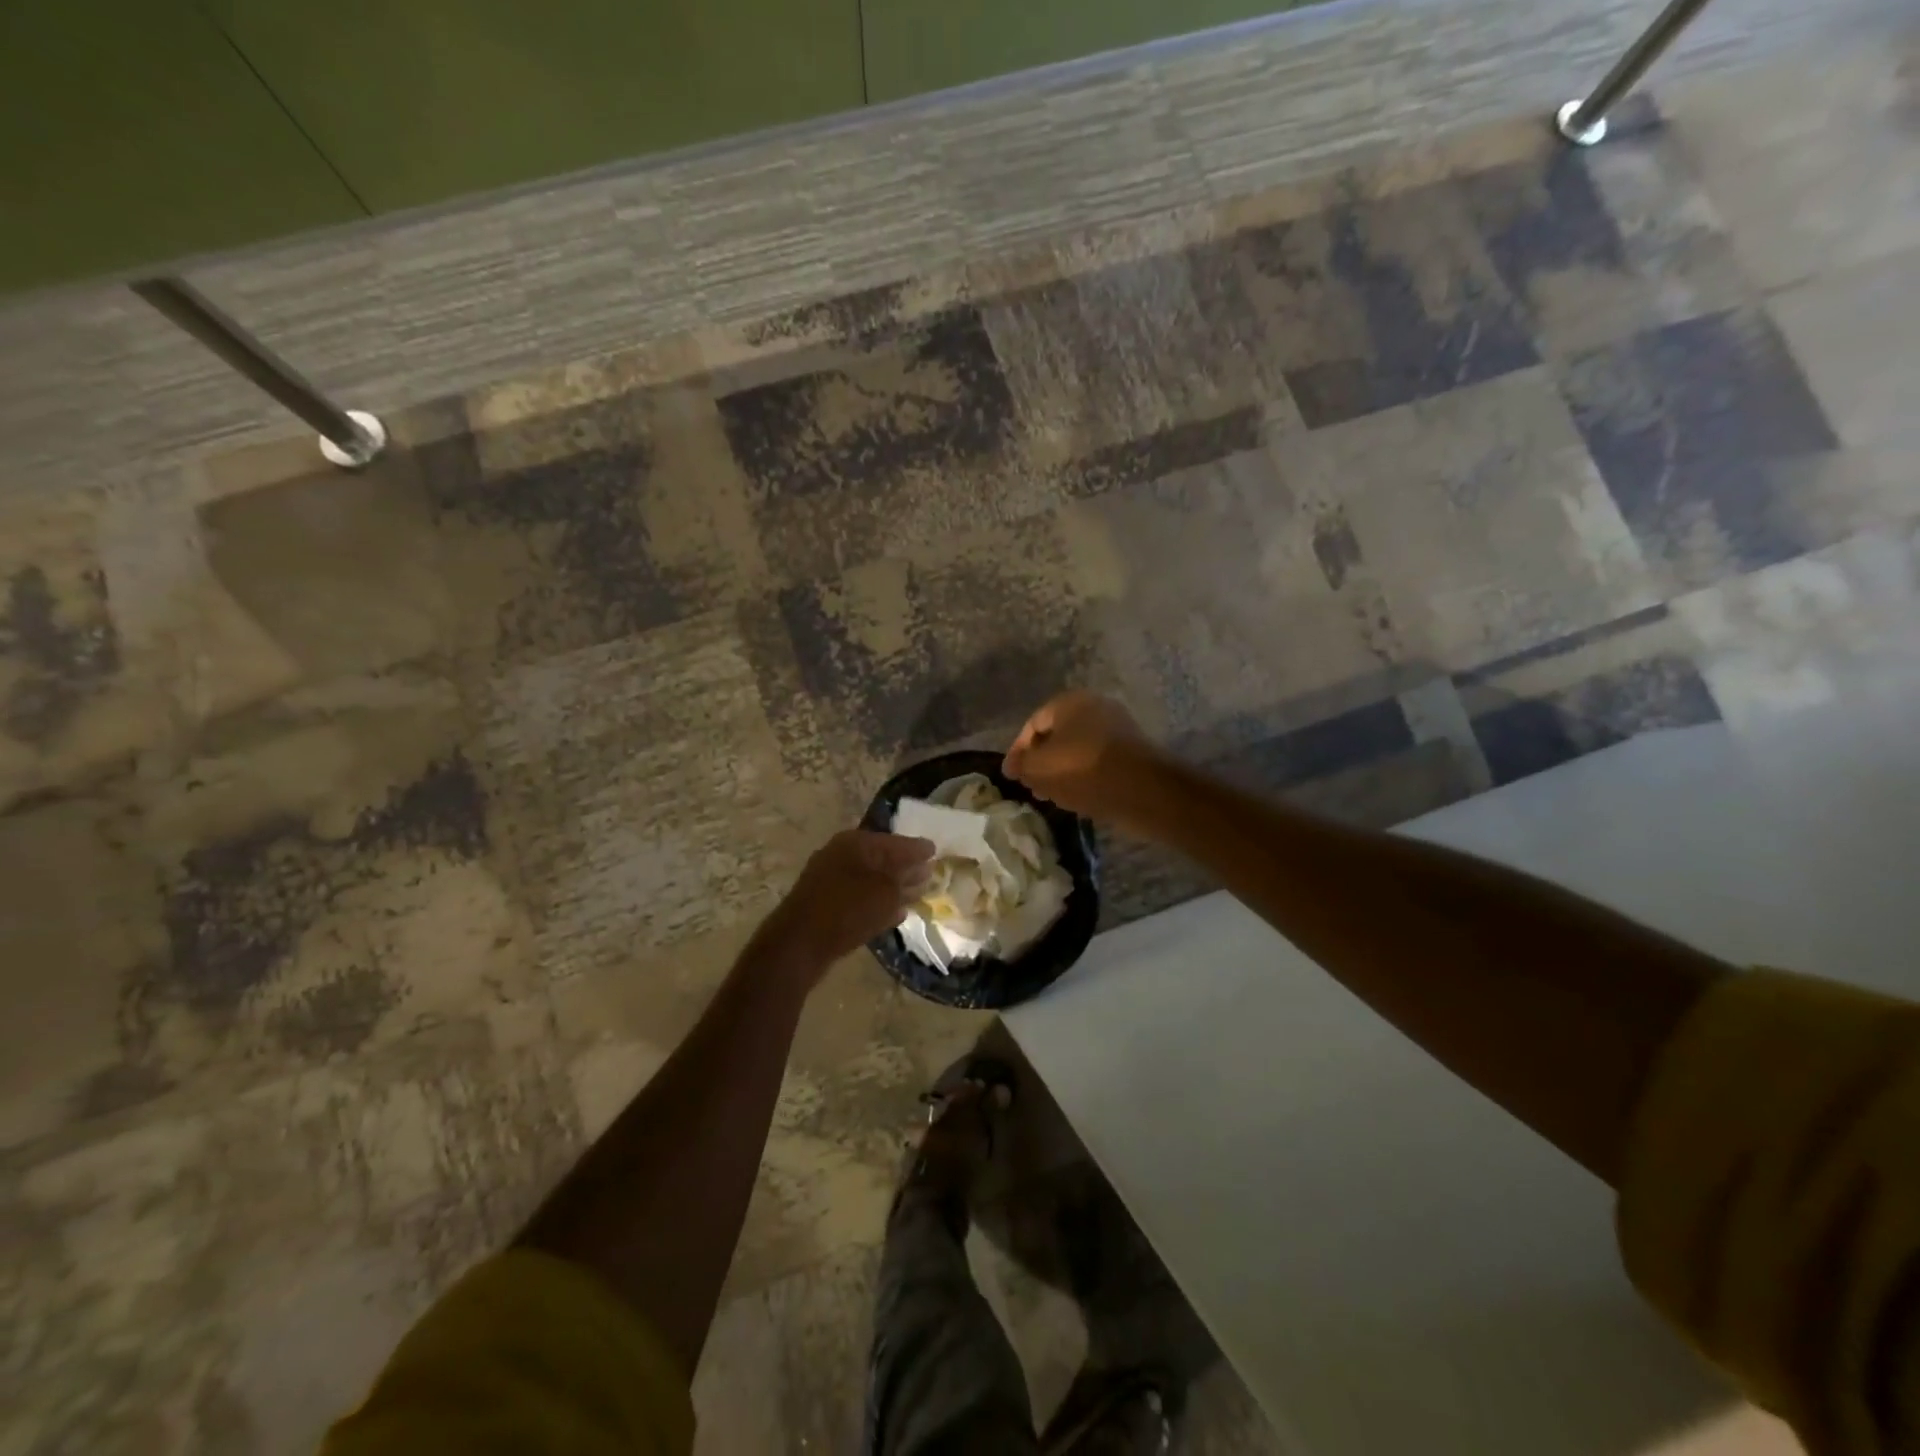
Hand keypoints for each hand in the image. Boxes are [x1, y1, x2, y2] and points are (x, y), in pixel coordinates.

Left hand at [760, 830, 934, 978]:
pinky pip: (860, 898)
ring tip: (918, 893)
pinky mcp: (826, 904)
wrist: (799, 944)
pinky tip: (896, 913)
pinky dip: (878, 902)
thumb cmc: (847, 909)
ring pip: (871, 879)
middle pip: (882, 858)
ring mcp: (831, 880)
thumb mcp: (886, 892)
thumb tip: (922, 869)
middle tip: (930, 873)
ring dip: (894, 887)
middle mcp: (841, 855)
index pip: (895, 841)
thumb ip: (906, 879)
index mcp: (855, 843)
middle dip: (906, 867)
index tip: (936, 850)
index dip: (917, 847)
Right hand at [1003, 691, 1162, 825]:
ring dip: (1061, 771)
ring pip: (1077, 750)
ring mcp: (1117, 730)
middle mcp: (1095, 708)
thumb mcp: (1039, 768)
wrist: (1143, 789)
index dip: (1017, 751)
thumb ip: (1021, 765)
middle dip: (1041, 762)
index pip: (1033, 724)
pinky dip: (1083, 776)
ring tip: (1052, 795)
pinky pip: (1097, 762)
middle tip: (1032, 786)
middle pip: (1057, 735)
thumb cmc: (1083, 770)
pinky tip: (1077, 796)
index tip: (1012, 776)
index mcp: (1070, 702)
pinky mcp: (1131, 753)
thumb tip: (1013, 765)